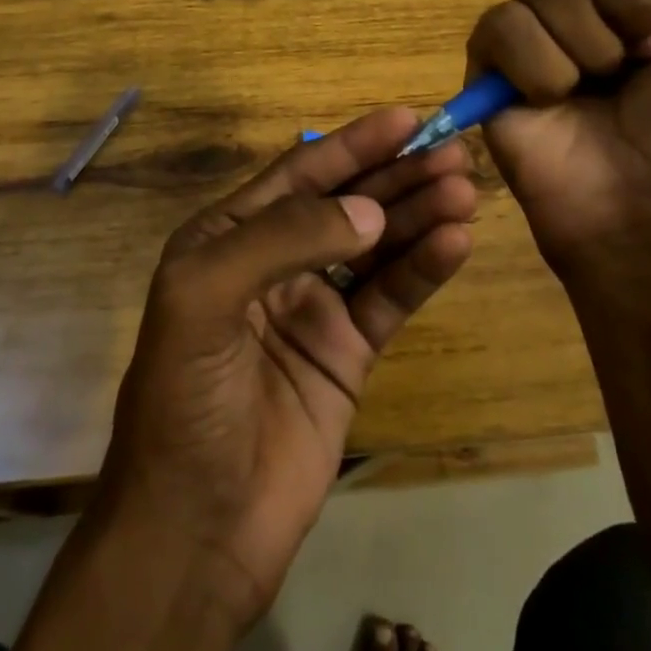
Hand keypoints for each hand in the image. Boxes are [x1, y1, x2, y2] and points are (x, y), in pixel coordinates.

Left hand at [95, 109, 476, 628]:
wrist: (195, 532)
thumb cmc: (185, 400)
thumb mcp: (205, 298)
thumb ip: (284, 239)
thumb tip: (369, 210)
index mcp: (229, 235)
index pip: (300, 174)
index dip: (354, 144)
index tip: (408, 118)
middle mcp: (273, 261)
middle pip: (346, 204)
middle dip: (397, 176)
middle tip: (455, 152)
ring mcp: (312, 307)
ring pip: (376, 246)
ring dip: (419, 216)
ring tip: (465, 191)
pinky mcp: (346, 354)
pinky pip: (389, 299)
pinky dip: (422, 270)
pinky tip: (455, 245)